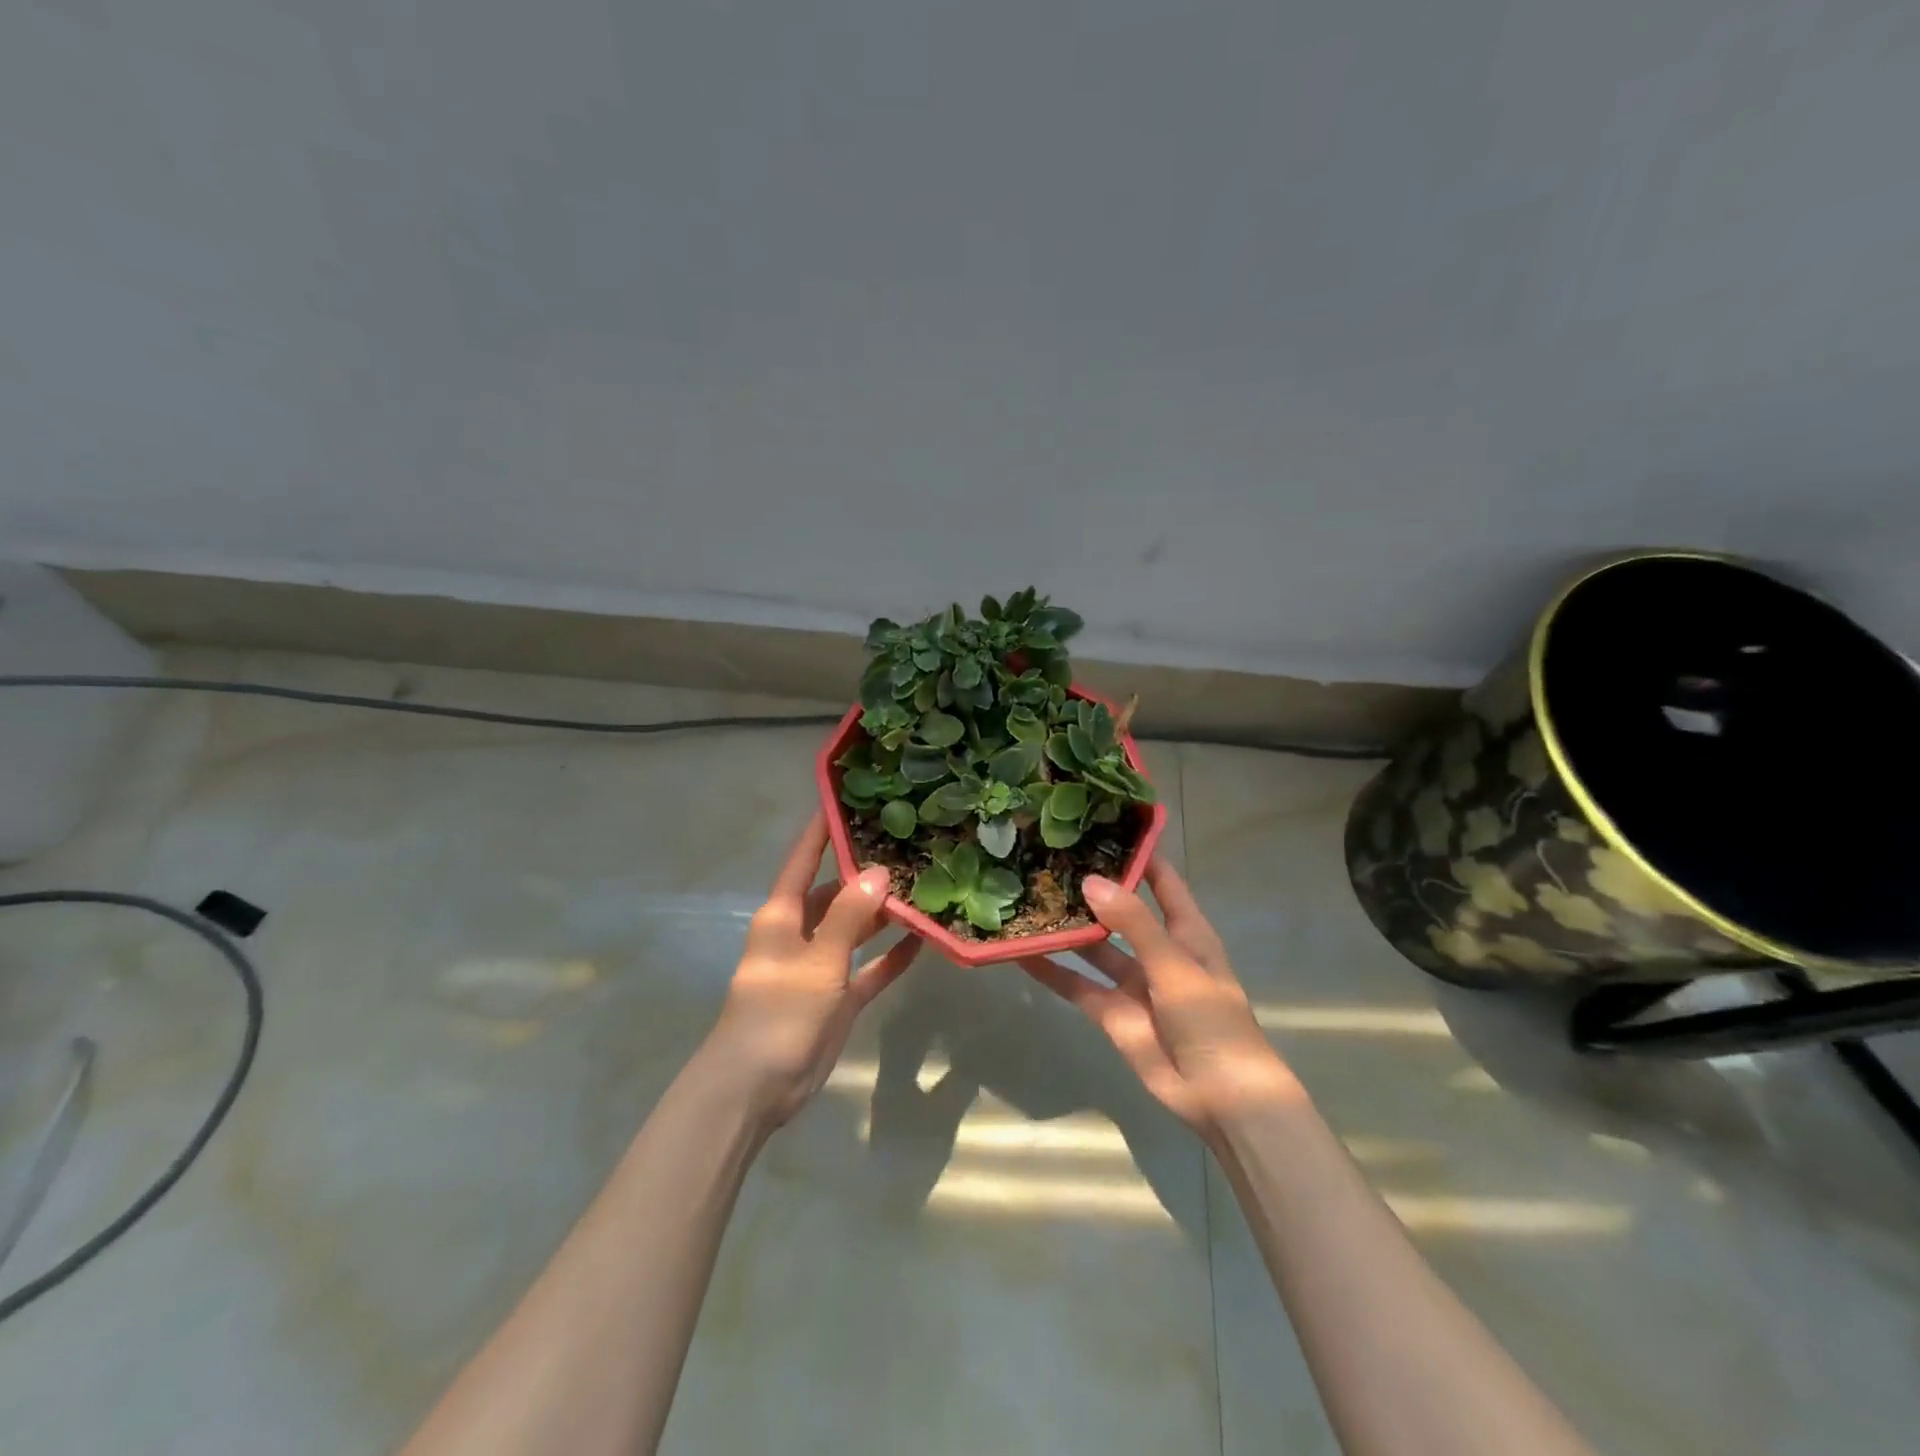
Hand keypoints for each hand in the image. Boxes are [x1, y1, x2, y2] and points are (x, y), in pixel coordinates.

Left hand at [703, 813, 921, 1127]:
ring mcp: (820, 966)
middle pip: (835, 891)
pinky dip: (889, 957)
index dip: (821, 829)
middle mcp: (800, 932)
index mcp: (782, 914)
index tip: (845, 797)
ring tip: (922, 888)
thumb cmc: (778, 1013)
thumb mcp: (817, 960)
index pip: (803, 859)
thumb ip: (848, 916)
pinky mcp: (836, 997)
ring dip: (882, 914)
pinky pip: (868, 967)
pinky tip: (922, 941)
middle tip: (906, 846)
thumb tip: (878, 872)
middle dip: (865, 872)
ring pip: (854, 928)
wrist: (756, 1088)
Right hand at [1021, 858, 1302, 1142]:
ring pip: (1094, 947)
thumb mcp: (1176, 966)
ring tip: (1029, 898)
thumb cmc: (1212, 1020)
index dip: (1137, 853)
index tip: (1102, 825)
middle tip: (1049, 859)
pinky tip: (1021, 953)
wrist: (1221, 1098)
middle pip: (1120, 909)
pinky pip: (1077, 985)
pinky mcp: (1111, 1012)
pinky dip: (1052, 971)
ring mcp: (1132, 981)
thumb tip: (1090, 881)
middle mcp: (1157, 948)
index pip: (1161, 879)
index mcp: (1185, 931)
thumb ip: (1133, 924)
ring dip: (1068, 928)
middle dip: (1091, 888)